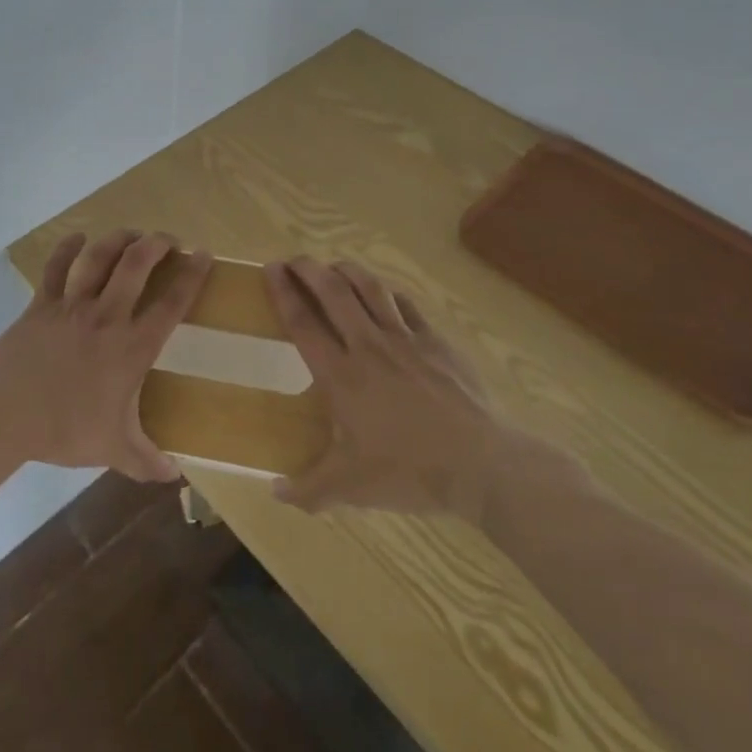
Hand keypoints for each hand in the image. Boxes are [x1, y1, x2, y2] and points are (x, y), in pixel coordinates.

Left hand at [0, 230, 212, 481]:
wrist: (5, 414)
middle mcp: (106, 317)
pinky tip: (77, 237)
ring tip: (132, 232)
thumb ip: (146, 460)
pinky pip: (56, 268)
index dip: (192, 276)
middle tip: (168, 239)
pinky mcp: (41, 304)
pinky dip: (67, 248)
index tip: (204, 255)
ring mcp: (71, 306)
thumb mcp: (113, 449)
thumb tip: (175, 476)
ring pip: (99, 258)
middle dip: (157, 244)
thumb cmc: (64, 430)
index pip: (171, 304)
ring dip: (118, 239)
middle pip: (136, 265)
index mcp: (131, 348)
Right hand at [264, 257, 502, 519]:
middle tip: (293, 259)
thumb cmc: (410, 471)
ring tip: (333, 266)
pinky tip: (382, 292)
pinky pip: (406, 305)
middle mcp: (368, 347)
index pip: (303, 323)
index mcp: (341, 376)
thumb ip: (308, 490)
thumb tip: (274, 492)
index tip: (270, 269)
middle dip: (309, 269)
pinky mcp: (436, 342)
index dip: (283, 292)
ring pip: (370, 289)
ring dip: (347, 271)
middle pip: (333, 292)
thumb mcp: (351, 488)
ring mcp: (406, 340)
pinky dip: (387, 292)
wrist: (481, 464)